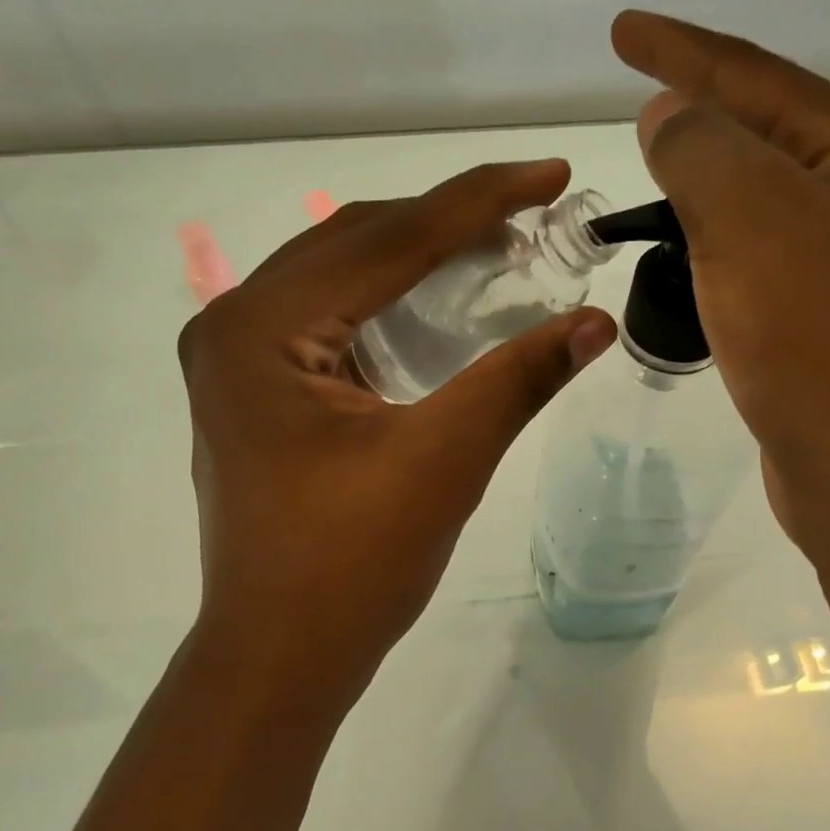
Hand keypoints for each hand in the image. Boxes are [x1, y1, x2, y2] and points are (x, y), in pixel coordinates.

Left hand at [176, 160, 616, 709]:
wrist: (278, 656)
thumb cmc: (350, 567)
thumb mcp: (443, 463)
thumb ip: (517, 379)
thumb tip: (597, 321)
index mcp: (260, 328)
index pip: (387, 240)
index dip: (479, 201)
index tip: (552, 174)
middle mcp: (232, 323)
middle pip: (356, 243)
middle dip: (448, 222)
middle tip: (533, 214)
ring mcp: (235, 356)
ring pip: (340, 274)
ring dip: (417, 255)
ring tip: (496, 248)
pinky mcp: (253, 386)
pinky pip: (327, 314)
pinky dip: (387, 298)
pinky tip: (438, 300)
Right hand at [610, 11, 829, 549]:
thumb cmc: (811, 329)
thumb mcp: (747, 215)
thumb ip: (698, 147)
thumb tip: (667, 116)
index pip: (749, 75)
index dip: (679, 48)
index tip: (621, 30)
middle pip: (758, 126)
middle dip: (696, 102)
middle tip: (638, 87)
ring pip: (752, 192)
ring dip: (700, 173)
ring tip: (652, 161)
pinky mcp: (814, 314)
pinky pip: (747, 248)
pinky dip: (708, 235)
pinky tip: (683, 245)